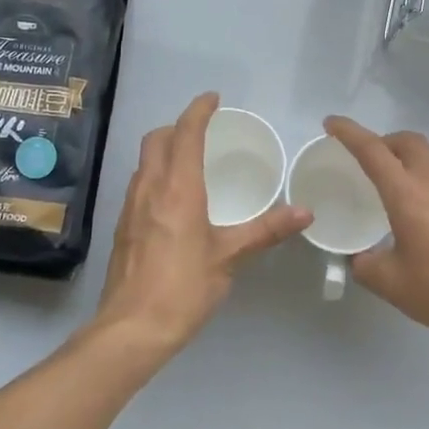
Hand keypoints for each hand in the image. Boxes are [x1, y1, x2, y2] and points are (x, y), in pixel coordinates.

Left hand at [91, 93, 310, 359]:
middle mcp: (150, 188)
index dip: (198, 111)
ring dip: (164, 150)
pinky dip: (156, 174)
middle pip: (156, 139)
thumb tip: (306, 212)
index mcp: (178, 188)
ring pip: (144, 161)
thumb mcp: (229, 257)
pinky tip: (172, 200)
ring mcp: (131, 207)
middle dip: (177, 126)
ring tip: (189, 161)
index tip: (213, 99)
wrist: (131, 329)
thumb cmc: (183, 288)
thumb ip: (266, 230)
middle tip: (202, 131)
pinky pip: (139, 184)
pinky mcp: (122, 227)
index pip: (185, 133)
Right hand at [325, 117, 428, 351]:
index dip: (349, 133)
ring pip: (427, 164)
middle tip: (363, 160)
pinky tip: (416, 226)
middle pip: (408, 142)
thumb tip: (360, 259)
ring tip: (385, 196)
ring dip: (403, 166)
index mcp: (408, 194)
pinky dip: (420, 190)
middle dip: (383, 140)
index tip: (331, 123)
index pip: (373, 151)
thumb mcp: (394, 285)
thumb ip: (368, 267)